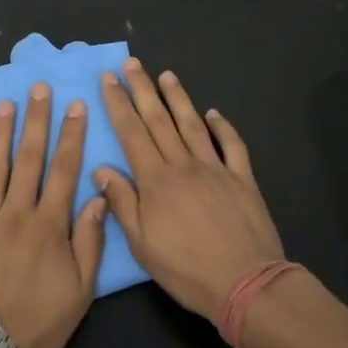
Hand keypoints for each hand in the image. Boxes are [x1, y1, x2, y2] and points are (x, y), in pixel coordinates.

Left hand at [0, 85, 107, 347]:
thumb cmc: (40, 324)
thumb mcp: (80, 291)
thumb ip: (89, 240)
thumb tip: (96, 197)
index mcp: (49, 224)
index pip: (64, 169)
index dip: (71, 135)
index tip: (75, 105)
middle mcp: (16, 212)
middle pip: (29, 158)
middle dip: (36, 120)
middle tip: (37, 88)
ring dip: (0, 133)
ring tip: (5, 105)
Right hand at [93, 59, 284, 325]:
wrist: (246, 283)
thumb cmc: (187, 269)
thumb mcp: (143, 245)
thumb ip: (122, 203)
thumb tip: (101, 168)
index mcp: (156, 180)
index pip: (132, 133)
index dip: (118, 104)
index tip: (109, 79)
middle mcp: (183, 165)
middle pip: (159, 120)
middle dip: (143, 89)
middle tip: (132, 63)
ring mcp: (215, 168)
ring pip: (192, 124)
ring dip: (178, 98)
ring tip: (167, 75)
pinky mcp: (242, 179)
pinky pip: (231, 145)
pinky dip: (222, 126)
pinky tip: (213, 113)